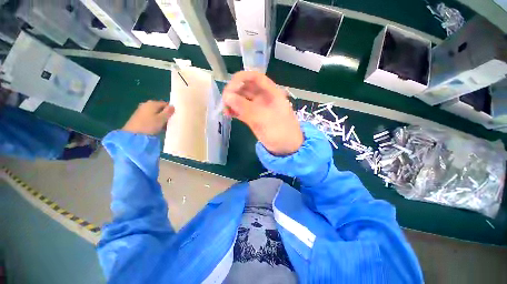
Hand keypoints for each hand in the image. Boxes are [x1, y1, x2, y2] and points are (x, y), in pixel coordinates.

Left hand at [122, 100, 174, 134]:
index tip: (174, 116)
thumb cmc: (149, 125)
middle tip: (170, 121)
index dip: (171, 109)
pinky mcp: (138, 117)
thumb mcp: (161, 119)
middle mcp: (146, 104)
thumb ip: (168, 112)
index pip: (166, 104)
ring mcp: (141, 110)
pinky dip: (155, 120)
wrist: (133, 134)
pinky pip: (150, 116)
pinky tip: (157, 126)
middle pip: (160, 108)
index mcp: (153, 103)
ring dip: (161, 118)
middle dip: (166, 114)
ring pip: (155, 113)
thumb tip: (172, 106)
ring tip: (165, 125)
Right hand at [223, 71, 302, 155]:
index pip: (255, 77)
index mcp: (271, 92)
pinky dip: (234, 110)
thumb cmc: (280, 132)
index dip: (241, 78)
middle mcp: (263, 97)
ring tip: (225, 109)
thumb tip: (227, 96)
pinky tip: (228, 114)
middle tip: (224, 101)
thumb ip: (245, 107)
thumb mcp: (263, 119)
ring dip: (232, 101)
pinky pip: (242, 110)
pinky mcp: (253, 117)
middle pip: (246, 87)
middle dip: (234, 91)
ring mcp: (258, 107)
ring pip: (242, 99)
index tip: (230, 87)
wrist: (286, 148)